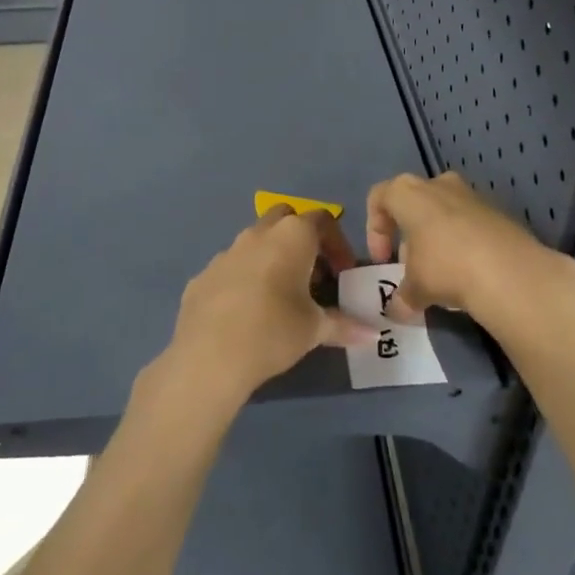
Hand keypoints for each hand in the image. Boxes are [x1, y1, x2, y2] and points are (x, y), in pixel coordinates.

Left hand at [163, 205, 371, 407]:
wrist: (209, 357)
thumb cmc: (273, 332)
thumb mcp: (314, 330)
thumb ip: (344, 326)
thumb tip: (372, 335)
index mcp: (291, 237)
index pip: (322, 219)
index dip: (337, 243)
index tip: (342, 273)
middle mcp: (258, 234)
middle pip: (285, 218)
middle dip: (301, 238)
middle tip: (311, 274)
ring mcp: (225, 252)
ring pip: (255, 241)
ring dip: (271, 257)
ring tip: (280, 295)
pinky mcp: (202, 275)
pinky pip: (231, 268)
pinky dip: (244, 279)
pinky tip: (246, 312)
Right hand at [366, 172, 574, 345]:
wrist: (510, 271)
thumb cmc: (446, 267)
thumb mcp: (415, 287)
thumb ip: (401, 296)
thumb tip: (397, 311)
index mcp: (409, 193)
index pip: (379, 198)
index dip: (374, 230)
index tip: (382, 260)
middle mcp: (439, 184)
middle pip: (413, 205)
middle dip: (408, 237)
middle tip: (411, 269)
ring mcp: (471, 194)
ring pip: (443, 213)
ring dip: (436, 241)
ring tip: (441, 276)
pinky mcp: (498, 211)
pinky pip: (469, 224)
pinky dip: (463, 244)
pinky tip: (468, 273)